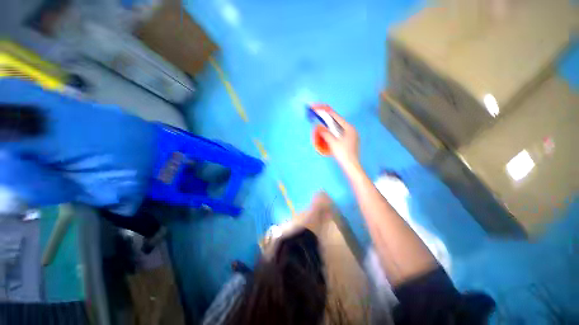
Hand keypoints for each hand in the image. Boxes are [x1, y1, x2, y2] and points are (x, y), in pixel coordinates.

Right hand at [317, 110, 360, 172]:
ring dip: (330, 128)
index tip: (320, 109)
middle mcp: (351, 130)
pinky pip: (340, 134)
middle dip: (328, 121)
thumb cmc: (343, 153)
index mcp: (349, 128)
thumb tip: (319, 126)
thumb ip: (326, 133)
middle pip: (338, 123)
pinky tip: (329, 136)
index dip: (327, 113)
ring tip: (323, 126)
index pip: (336, 117)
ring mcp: (352, 136)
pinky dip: (333, 133)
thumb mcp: (333, 142)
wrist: (351, 166)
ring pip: (339, 129)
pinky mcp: (350, 142)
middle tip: (320, 118)